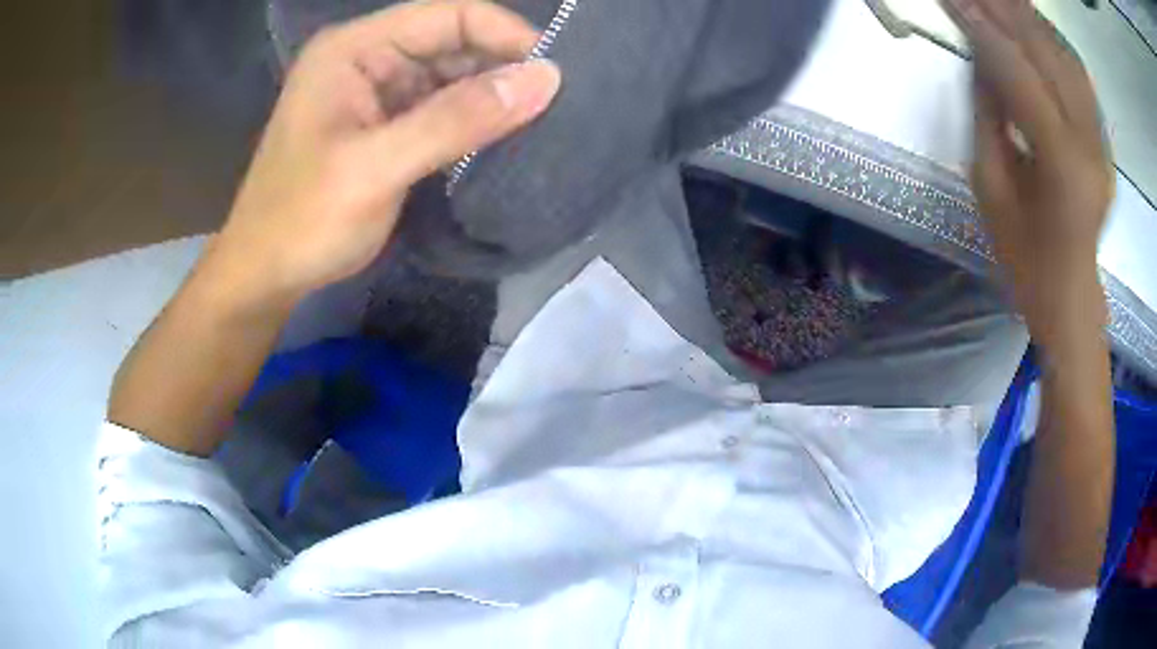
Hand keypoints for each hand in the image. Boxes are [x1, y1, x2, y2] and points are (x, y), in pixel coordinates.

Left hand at [211, 0, 560, 304]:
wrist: (265, 275)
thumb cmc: (303, 220)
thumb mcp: (377, 167)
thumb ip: (456, 119)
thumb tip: (545, 78)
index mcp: (354, 49)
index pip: (448, 15)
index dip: (505, 34)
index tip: (556, 73)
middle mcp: (368, 58)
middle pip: (453, 41)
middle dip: (503, 67)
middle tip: (558, 104)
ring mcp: (376, 92)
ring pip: (451, 76)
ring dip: (491, 97)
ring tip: (543, 122)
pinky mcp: (384, 125)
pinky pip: (441, 108)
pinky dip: (472, 122)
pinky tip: (504, 140)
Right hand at [945, 0, 1112, 345]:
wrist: (1070, 292)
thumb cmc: (1025, 255)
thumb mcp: (990, 189)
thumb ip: (987, 115)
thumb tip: (980, 58)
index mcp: (1061, 166)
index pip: (1019, 74)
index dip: (982, 29)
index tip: (951, 0)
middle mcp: (1089, 144)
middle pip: (1048, 54)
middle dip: (1004, 10)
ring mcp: (1101, 140)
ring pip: (1066, 56)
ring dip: (1030, 17)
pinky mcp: (1103, 138)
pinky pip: (1080, 73)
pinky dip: (1053, 39)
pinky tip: (1032, 22)